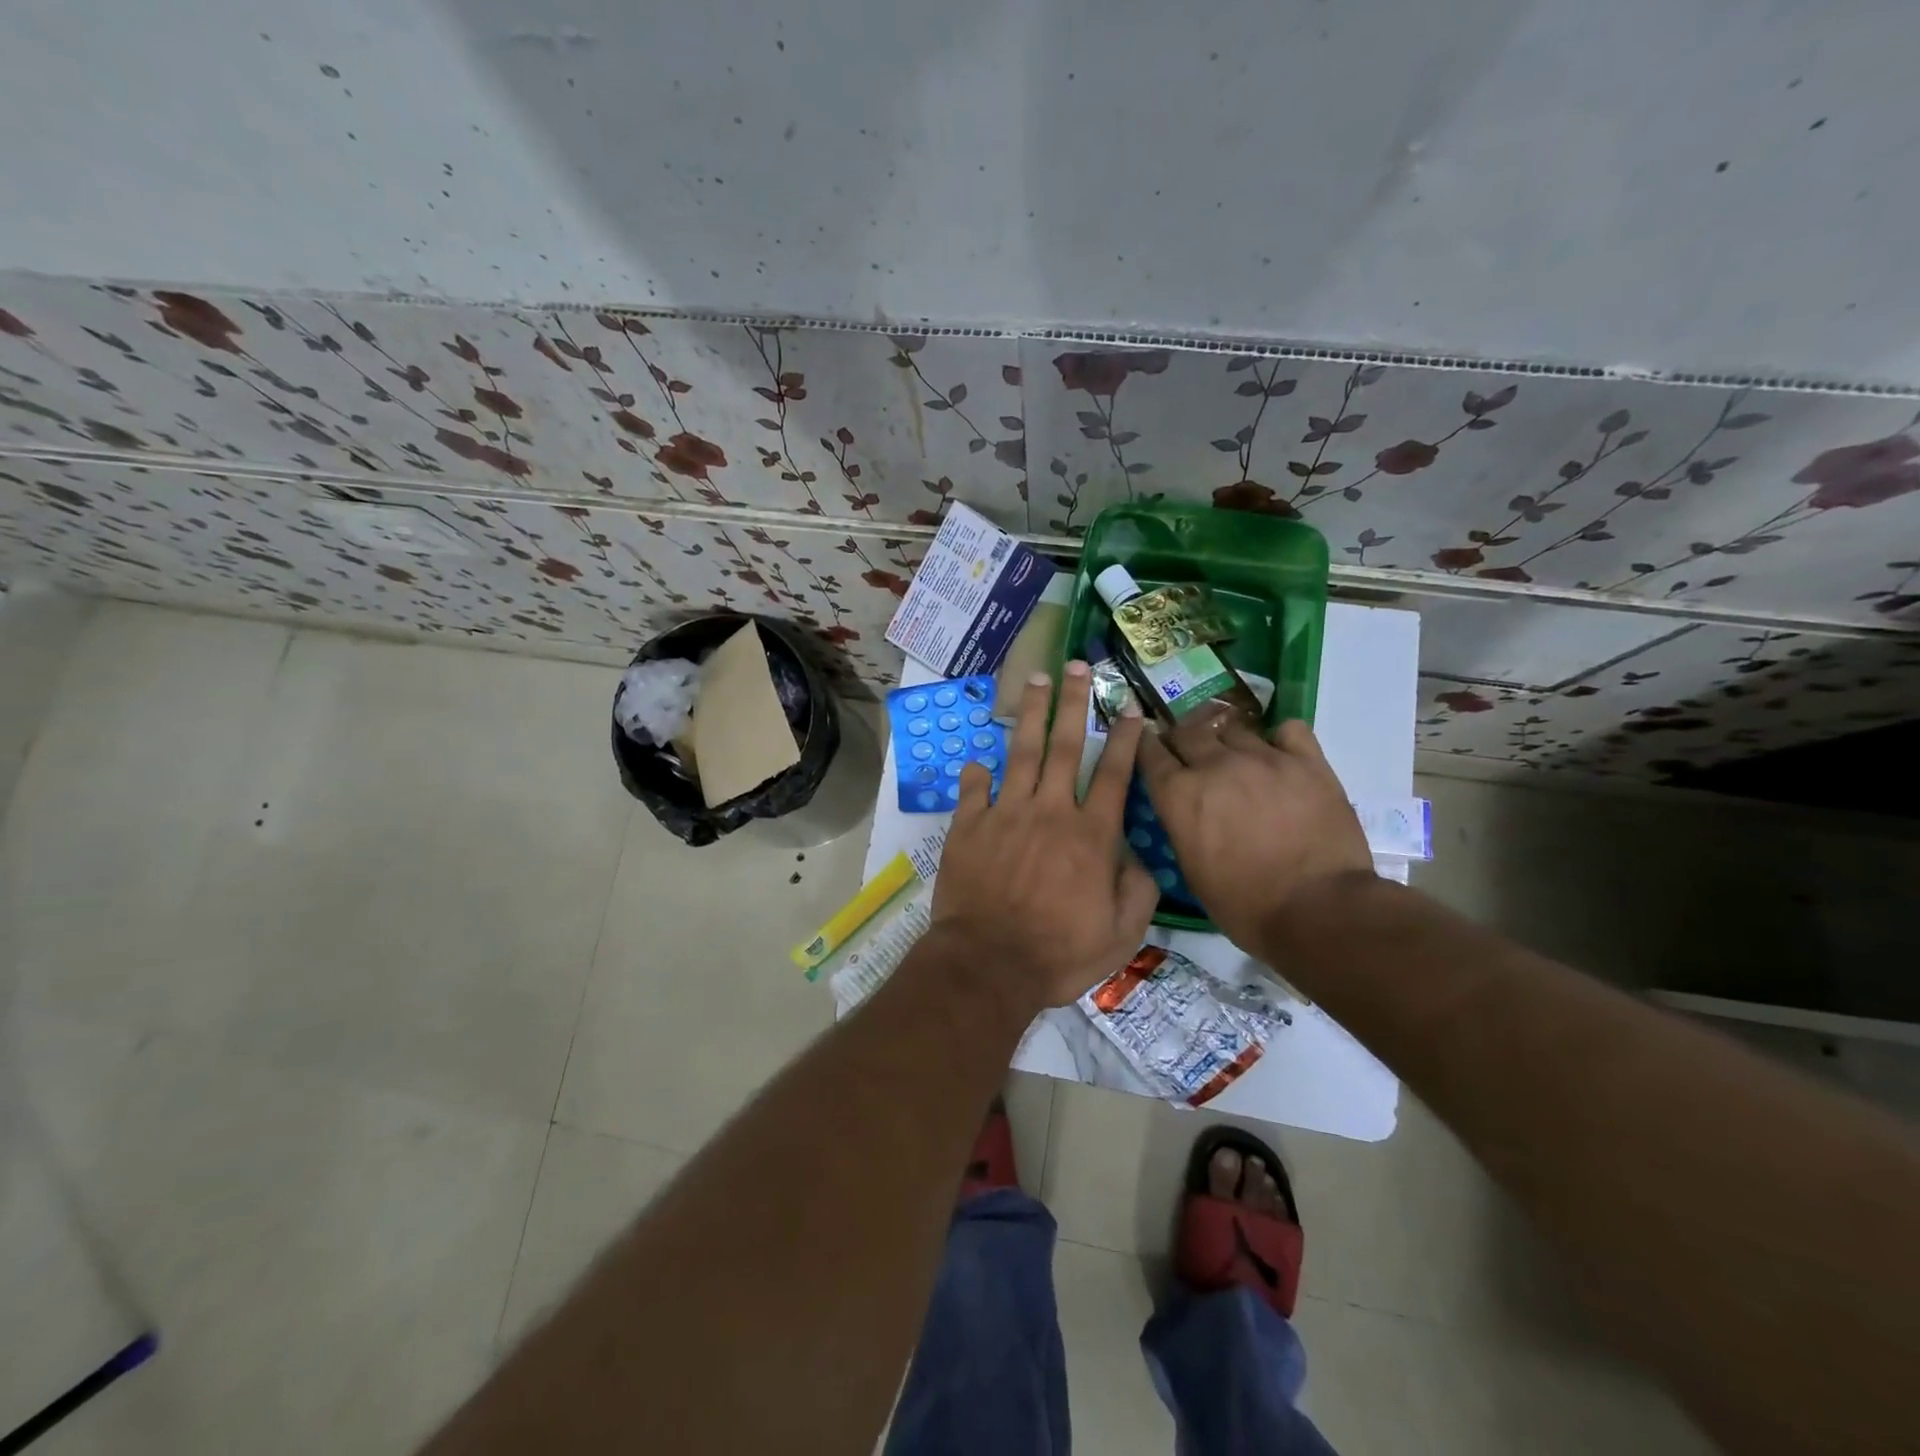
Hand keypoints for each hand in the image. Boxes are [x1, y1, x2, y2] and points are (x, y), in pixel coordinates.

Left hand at [930, 662, 1159, 1009]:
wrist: (989, 964)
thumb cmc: (1058, 953)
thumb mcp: (1120, 935)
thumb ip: (1139, 892)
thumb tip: (1143, 861)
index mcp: (1091, 836)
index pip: (1114, 775)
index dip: (1125, 739)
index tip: (1130, 708)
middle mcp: (1051, 812)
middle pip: (1066, 746)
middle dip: (1074, 703)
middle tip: (1076, 665)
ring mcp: (1006, 815)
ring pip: (1022, 753)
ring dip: (1031, 715)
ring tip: (1034, 681)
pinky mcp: (970, 827)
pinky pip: (973, 790)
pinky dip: (977, 773)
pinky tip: (979, 760)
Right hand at [1138, 708, 1372, 949]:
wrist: (1317, 910)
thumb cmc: (1244, 905)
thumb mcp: (1190, 869)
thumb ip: (1181, 824)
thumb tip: (1183, 807)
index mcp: (1179, 794)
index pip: (1150, 751)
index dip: (1147, 746)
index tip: (1150, 746)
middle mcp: (1215, 765)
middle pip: (1188, 730)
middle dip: (1183, 738)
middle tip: (1189, 751)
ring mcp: (1263, 757)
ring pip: (1234, 727)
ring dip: (1227, 739)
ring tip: (1235, 755)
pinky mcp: (1307, 761)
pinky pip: (1288, 730)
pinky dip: (1279, 738)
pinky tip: (1280, 754)